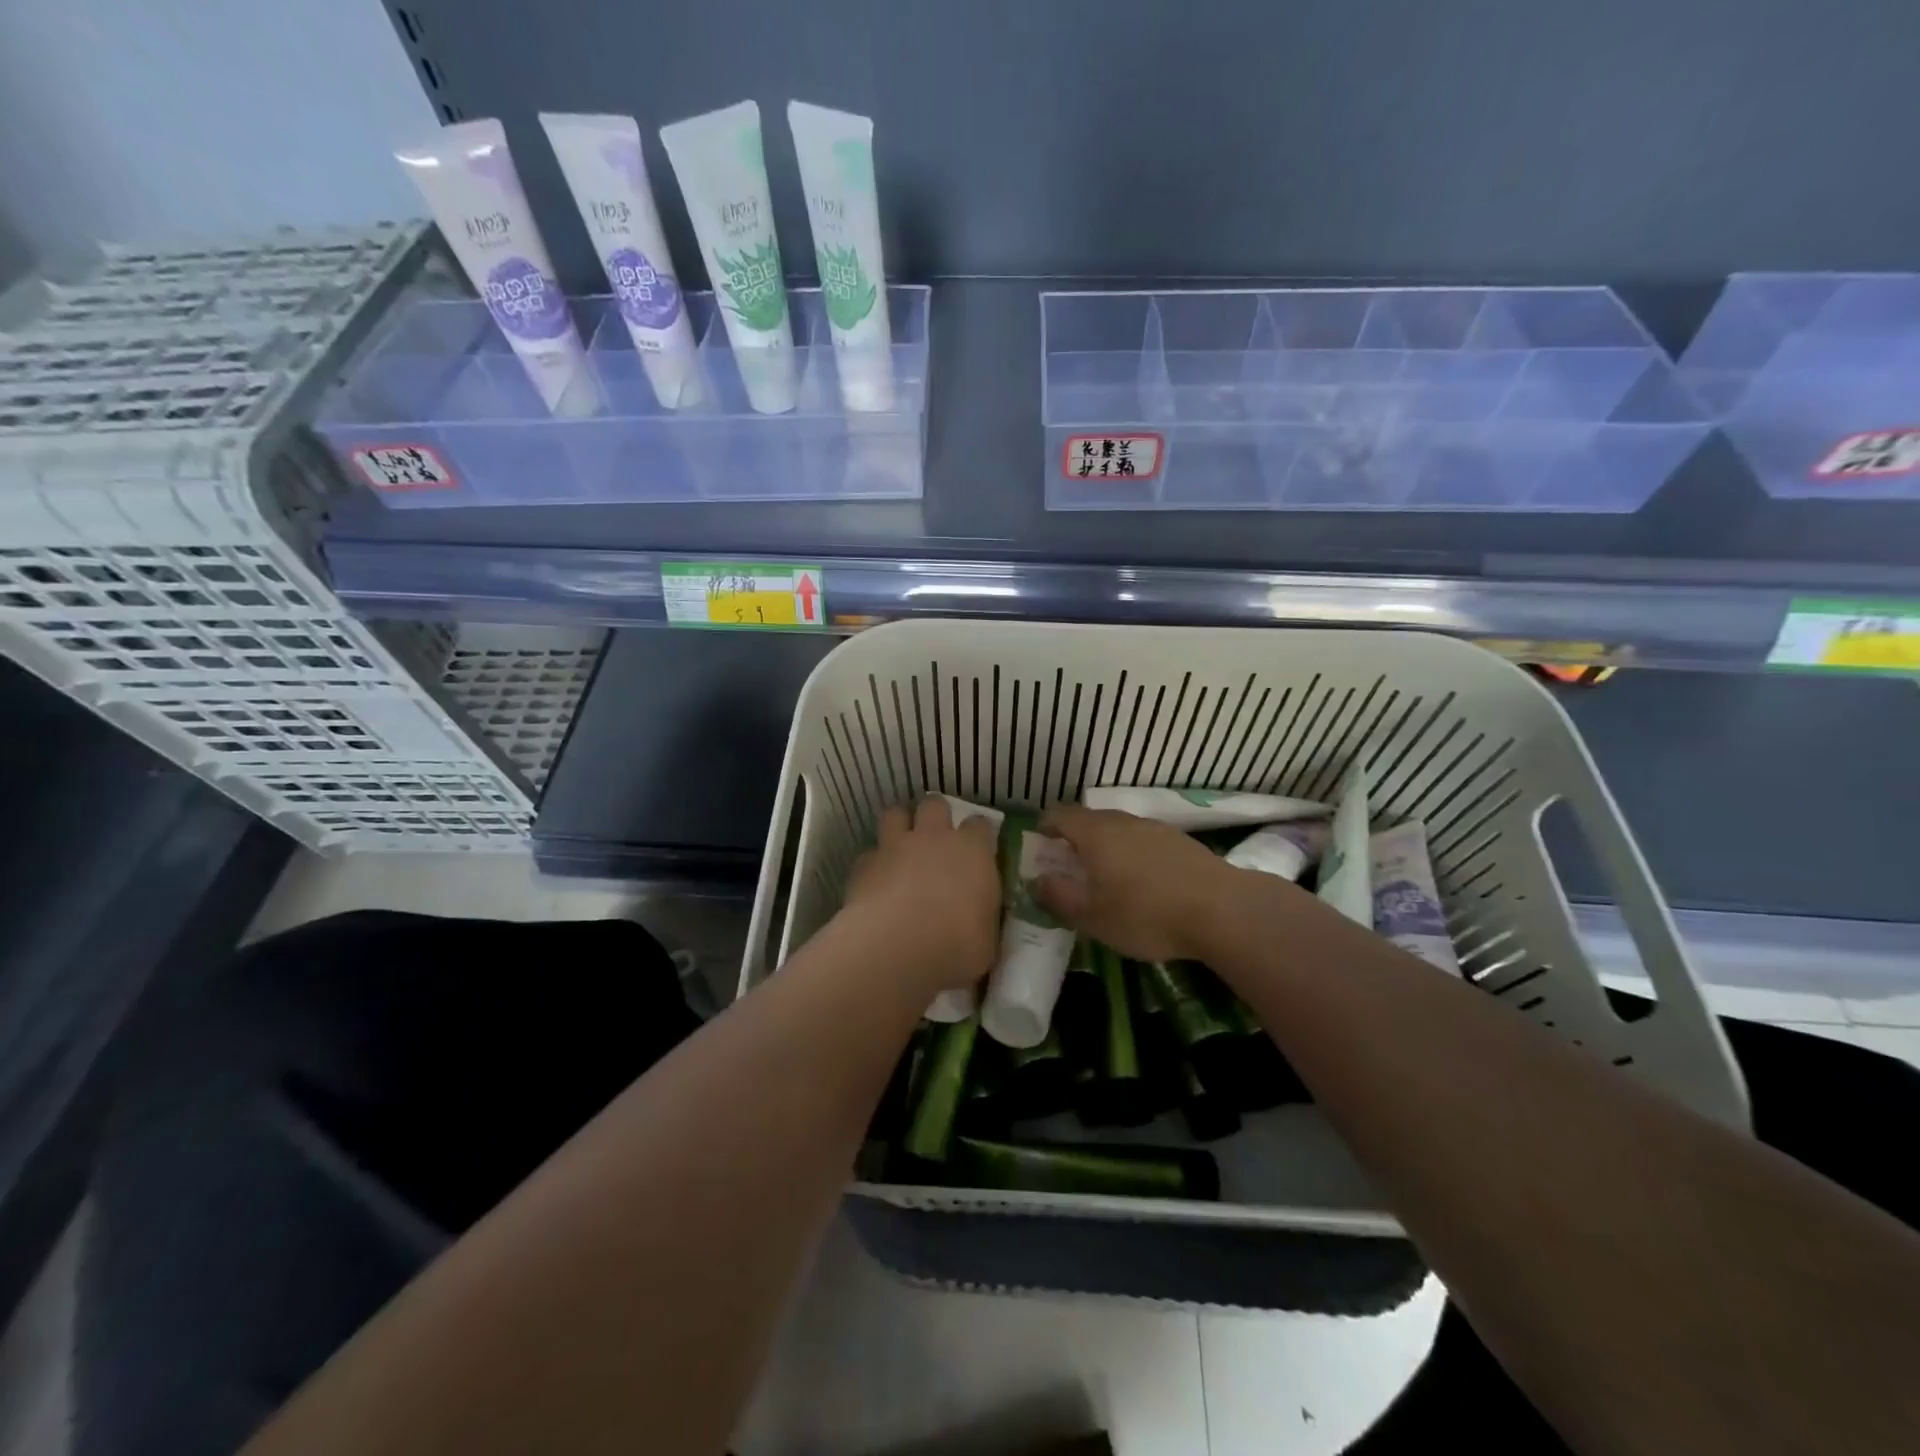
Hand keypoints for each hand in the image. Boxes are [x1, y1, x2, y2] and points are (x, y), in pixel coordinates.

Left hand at [840, 797, 1000, 992]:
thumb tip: (979, 924)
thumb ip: (983, 921)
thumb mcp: (986, 941)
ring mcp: (895, 846)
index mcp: (973, 852)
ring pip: (895, 814)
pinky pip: (868, 855)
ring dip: (898, 825)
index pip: (980, 825)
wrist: (896, 947)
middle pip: (934, 805)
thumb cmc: (956, 945)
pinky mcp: (864, 864)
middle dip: (935, 816)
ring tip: (900, 847)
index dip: (977, 835)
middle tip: (935, 839)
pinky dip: (872, 865)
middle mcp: (934, 838)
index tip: (977, 851)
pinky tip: (874, 884)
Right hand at [1033, 804, 1235, 962]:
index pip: (1058, 815)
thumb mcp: (1091, 916)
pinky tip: (1145, 888)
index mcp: (1094, 833)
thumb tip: (1037, 880)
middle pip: (1089, 822)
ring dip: (1107, 850)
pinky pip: (1144, 842)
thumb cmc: (1145, 914)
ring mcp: (1155, 828)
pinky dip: (1134, 857)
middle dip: (1075, 843)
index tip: (1041, 854)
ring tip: (1109, 883)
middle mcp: (1122, 821)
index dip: (1044, 831)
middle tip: (1071, 874)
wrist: (1222, 911)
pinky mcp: (1181, 842)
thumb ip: (1058, 896)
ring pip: (1119, 831)